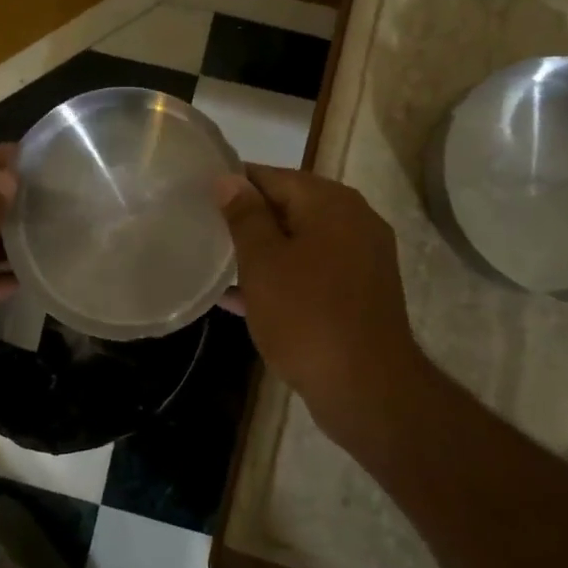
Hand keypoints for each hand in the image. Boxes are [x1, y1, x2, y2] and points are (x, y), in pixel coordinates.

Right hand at [215, 166, 430, 450]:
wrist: (369, 391)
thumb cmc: (307, 317)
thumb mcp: (263, 262)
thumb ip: (244, 215)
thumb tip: (229, 178)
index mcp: (330, 202)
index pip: (271, 176)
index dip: (233, 184)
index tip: (199, 198)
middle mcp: (353, 219)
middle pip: (289, 206)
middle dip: (248, 219)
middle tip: (205, 231)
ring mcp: (362, 257)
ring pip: (300, 241)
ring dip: (263, 251)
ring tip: (217, 262)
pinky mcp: (361, 292)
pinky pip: (314, 271)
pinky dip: (283, 277)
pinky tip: (241, 297)